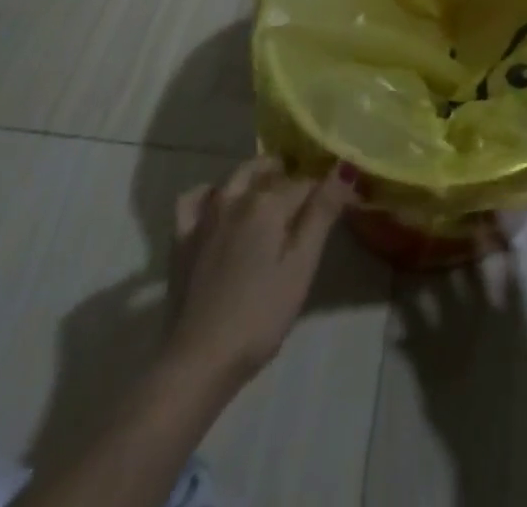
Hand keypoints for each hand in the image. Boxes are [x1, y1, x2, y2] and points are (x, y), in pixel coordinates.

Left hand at [164, 157, 357, 388]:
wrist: (198, 360)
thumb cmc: (260, 316)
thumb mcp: (302, 266)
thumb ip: (323, 213)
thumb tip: (345, 166)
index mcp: (268, 202)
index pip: (306, 182)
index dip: (326, 190)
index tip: (338, 203)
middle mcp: (236, 196)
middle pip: (269, 171)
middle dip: (290, 176)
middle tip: (306, 201)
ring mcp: (205, 215)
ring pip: (235, 176)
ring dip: (256, 175)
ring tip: (270, 194)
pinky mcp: (182, 238)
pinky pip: (195, 198)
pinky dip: (211, 193)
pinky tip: (218, 204)